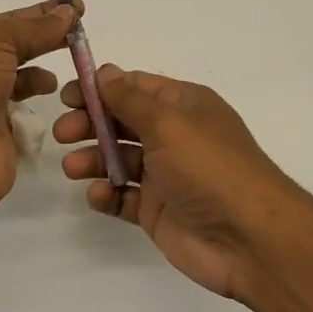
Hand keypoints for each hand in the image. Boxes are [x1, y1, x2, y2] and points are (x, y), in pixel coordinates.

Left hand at [0, 0, 78, 226]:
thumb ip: (34, 28)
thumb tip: (67, 12)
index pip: (11, 21)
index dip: (43, 12)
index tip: (78, 6)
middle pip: (19, 49)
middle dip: (48, 39)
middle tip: (83, 35)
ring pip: (25, 82)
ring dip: (45, 74)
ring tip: (76, 69)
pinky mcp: (4, 137)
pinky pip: (29, 116)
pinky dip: (43, 107)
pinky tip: (58, 101)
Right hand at [54, 66, 308, 299]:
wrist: (249, 238)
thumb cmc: (209, 167)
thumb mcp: (168, 122)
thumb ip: (130, 99)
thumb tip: (105, 72)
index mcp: (184, 106)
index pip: (136, 87)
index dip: (101, 88)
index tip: (68, 95)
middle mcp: (175, 136)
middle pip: (123, 122)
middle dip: (91, 123)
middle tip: (63, 132)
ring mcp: (166, 175)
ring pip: (119, 159)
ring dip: (93, 158)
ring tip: (73, 167)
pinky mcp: (158, 210)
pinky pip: (124, 196)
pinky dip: (107, 194)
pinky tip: (98, 194)